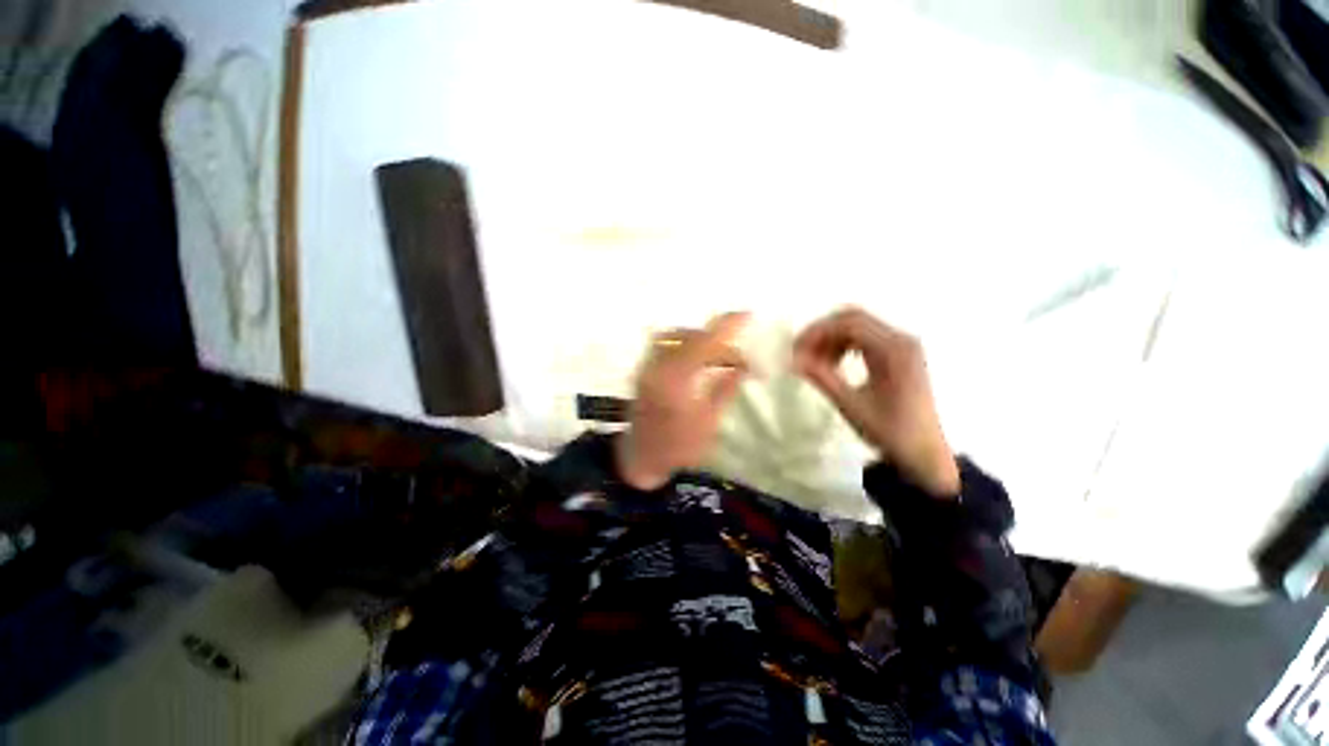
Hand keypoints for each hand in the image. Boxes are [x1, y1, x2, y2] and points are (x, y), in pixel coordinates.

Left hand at [616, 313, 749, 490]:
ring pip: (674, 337)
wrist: (639, 459)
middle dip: (715, 339)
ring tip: (718, 358)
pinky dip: (683, 345)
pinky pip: (664, 345)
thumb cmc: (677, 448)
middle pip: (688, 336)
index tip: (746, 315)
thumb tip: (743, 368)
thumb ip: (725, 390)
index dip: (725, 327)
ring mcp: (646, 367)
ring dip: (698, 340)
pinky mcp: (642, 370)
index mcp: (675, 382)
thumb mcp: (708, 422)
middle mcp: (657, 367)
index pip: (703, 343)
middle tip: (736, 358)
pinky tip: (697, 360)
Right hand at [793, 308, 959, 496]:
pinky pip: (865, 338)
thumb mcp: (851, 405)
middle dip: (822, 332)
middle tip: (800, 352)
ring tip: (813, 361)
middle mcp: (901, 340)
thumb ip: (821, 377)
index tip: (795, 349)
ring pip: (857, 327)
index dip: (817, 332)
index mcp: (895, 350)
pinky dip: (843, 345)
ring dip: (831, 339)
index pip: (849, 323)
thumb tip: (793, 360)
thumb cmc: (890, 432)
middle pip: (853, 318)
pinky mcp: (899, 354)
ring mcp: (902, 346)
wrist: (924, 455)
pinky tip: (832, 363)